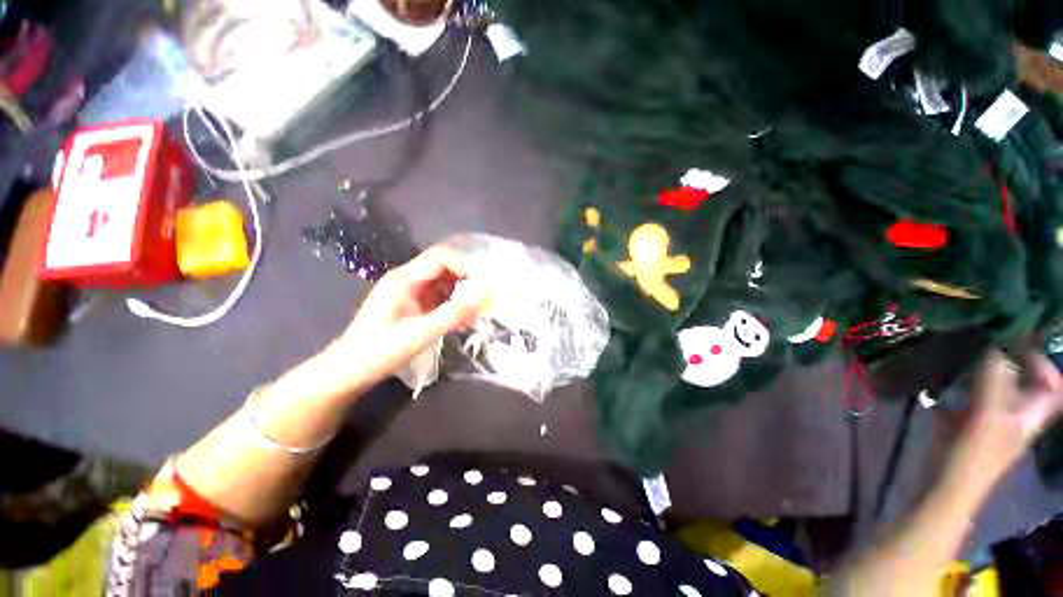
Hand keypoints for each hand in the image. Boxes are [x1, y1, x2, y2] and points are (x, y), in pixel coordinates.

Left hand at [330, 246, 483, 387]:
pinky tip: (460, 324)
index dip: (465, 266)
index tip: (482, 285)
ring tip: (473, 317)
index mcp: (404, 279)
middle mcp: (407, 280)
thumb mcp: (420, 334)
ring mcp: (410, 292)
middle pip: (445, 268)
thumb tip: (482, 297)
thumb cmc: (380, 351)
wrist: (349, 371)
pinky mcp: (413, 305)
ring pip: (444, 284)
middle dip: (466, 283)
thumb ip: (452, 314)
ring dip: (461, 297)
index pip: (441, 257)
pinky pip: (439, 299)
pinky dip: (452, 307)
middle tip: (482, 302)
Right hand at [952, 350, 1062, 487]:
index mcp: (1028, 416)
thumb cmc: (973, 457)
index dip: (1042, 363)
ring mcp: (989, 421)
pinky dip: (958, 388)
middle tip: (984, 341)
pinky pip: (968, 399)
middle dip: (1007, 361)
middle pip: (1020, 383)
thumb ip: (994, 382)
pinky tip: (942, 382)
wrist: (945, 488)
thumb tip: (995, 344)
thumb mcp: (987, 419)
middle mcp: (1014, 415)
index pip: (1051, 386)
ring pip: (992, 388)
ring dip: (980, 372)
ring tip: (960, 355)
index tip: (1019, 343)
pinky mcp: (966, 425)